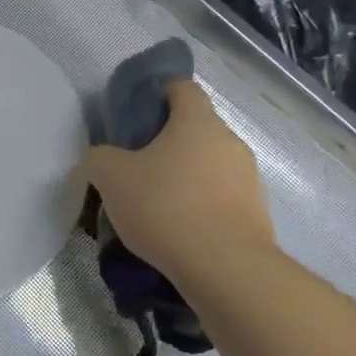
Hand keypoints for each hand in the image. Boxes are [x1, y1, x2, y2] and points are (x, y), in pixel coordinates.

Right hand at [82, 80, 274, 288]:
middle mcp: (229, 141)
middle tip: (138, 166)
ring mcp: (248, 178)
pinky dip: (202, 205)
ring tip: (157, 205)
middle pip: (197, 128)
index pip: (182, 88)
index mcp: (197, 121)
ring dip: (187, 176)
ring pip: (210, 165)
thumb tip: (99, 159)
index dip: (159, 93)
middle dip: (169, 141)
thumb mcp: (110, 177)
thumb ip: (98, 158)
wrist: (224, 267)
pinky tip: (179, 230)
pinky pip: (222, 197)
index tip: (137, 114)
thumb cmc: (165, 207)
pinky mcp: (257, 213)